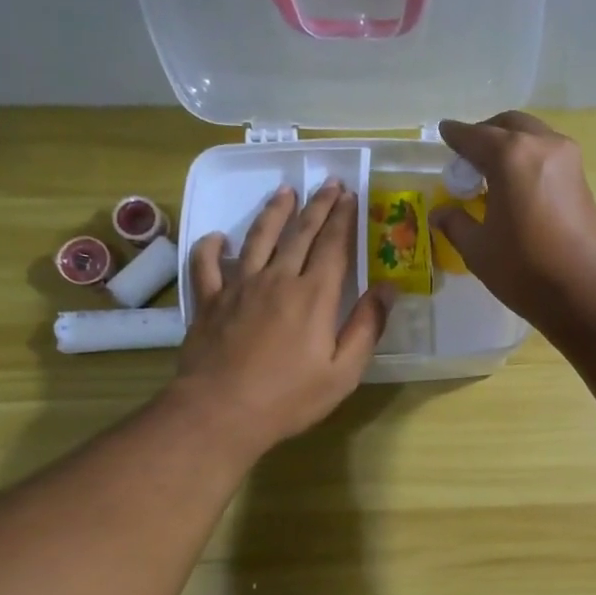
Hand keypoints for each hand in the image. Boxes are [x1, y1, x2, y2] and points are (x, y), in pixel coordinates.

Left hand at [173, 182, 393, 454]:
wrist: (221, 411)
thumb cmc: (290, 398)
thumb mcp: (344, 372)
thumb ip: (367, 327)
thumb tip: (388, 288)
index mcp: (314, 296)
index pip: (334, 246)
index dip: (343, 219)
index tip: (350, 196)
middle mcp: (278, 279)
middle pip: (300, 234)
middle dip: (317, 206)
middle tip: (328, 183)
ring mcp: (239, 287)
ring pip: (257, 238)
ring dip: (273, 213)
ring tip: (284, 192)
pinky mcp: (209, 301)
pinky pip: (207, 264)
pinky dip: (211, 246)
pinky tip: (217, 237)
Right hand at [433, 112, 595, 326]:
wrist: (587, 291)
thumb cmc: (525, 270)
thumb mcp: (479, 250)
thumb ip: (456, 223)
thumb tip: (439, 212)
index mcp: (510, 156)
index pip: (474, 136)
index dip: (455, 136)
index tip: (444, 133)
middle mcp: (542, 145)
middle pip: (508, 125)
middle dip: (486, 133)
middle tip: (470, 156)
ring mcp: (568, 159)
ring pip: (533, 135)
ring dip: (511, 144)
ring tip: (494, 172)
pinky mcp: (583, 179)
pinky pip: (549, 155)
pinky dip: (530, 159)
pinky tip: (519, 185)